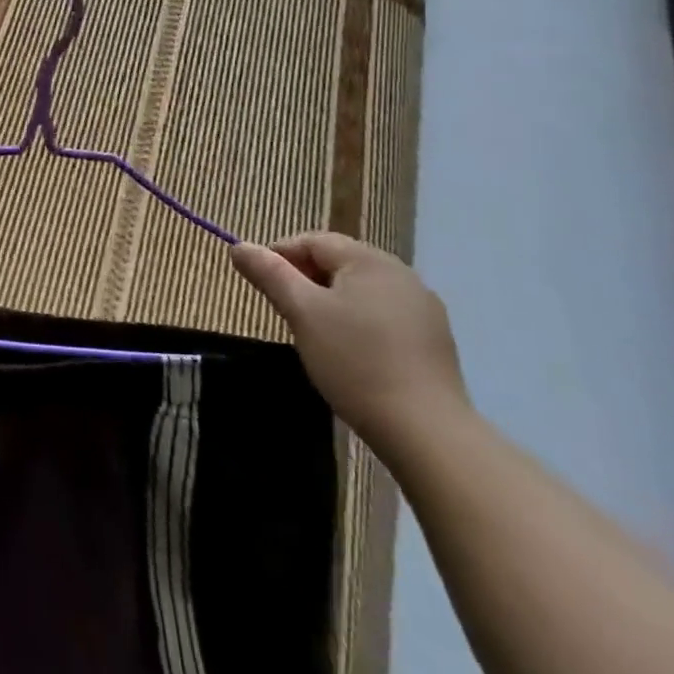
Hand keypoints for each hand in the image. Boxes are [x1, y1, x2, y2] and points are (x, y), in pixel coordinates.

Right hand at [230, 233, 468, 449]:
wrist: (427, 432)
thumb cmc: (355, 361)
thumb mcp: (301, 312)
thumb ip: (269, 273)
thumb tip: (239, 246)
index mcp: (368, 259)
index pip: (312, 240)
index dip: (279, 256)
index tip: (261, 286)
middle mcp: (400, 273)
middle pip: (338, 263)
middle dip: (306, 281)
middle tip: (286, 314)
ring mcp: (422, 308)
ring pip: (361, 291)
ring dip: (332, 303)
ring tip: (316, 336)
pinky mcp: (434, 341)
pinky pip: (384, 316)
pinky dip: (360, 325)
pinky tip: (353, 355)